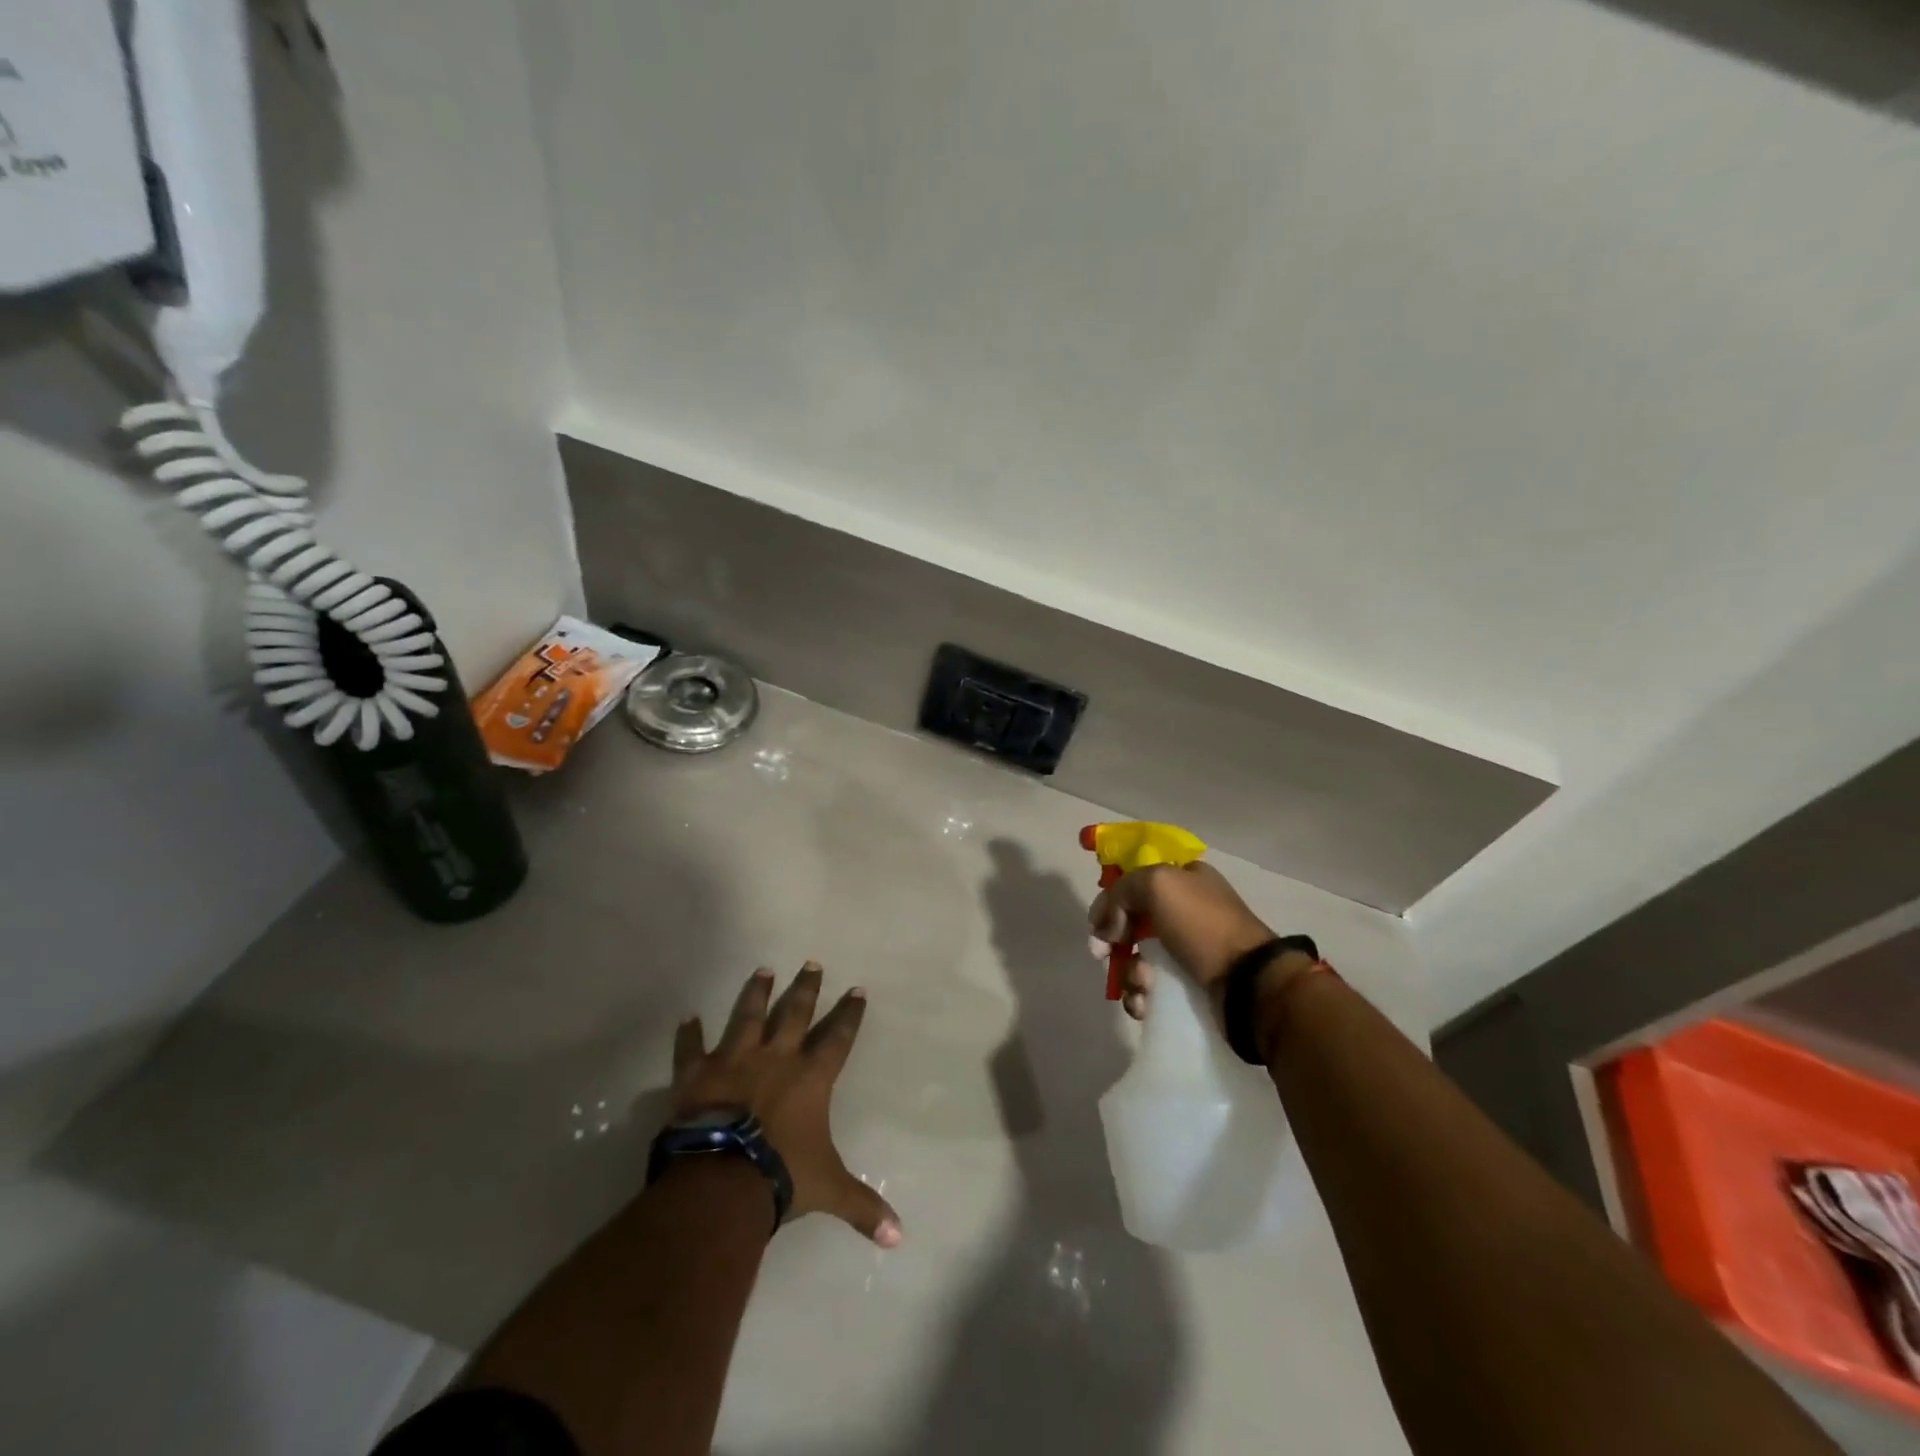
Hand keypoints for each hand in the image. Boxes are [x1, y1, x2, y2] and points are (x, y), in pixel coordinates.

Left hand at [670, 963, 902, 1247]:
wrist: (722, 1180)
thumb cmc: (781, 1176)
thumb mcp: (828, 1190)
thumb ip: (863, 1207)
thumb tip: (899, 1238)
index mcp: (811, 1078)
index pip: (838, 1038)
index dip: (849, 1014)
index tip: (857, 989)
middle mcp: (777, 1058)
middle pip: (795, 1013)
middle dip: (806, 988)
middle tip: (811, 962)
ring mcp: (735, 1060)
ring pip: (748, 1016)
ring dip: (756, 993)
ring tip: (762, 969)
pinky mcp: (698, 1073)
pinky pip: (691, 1048)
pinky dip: (688, 1033)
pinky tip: (687, 1015)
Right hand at [1089, 862, 1311, 1023]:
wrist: (1248, 983)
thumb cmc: (1202, 924)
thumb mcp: (1157, 884)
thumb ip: (1121, 892)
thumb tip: (1107, 928)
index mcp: (1184, 879)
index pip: (1136, 882)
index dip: (1112, 899)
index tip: (1098, 922)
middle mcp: (1186, 911)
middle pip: (1132, 921)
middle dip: (1113, 940)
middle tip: (1103, 955)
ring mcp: (1188, 950)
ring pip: (1138, 957)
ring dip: (1128, 972)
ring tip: (1141, 985)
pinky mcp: (1189, 985)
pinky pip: (1151, 988)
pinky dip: (1140, 996)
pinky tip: (1144, 1004)